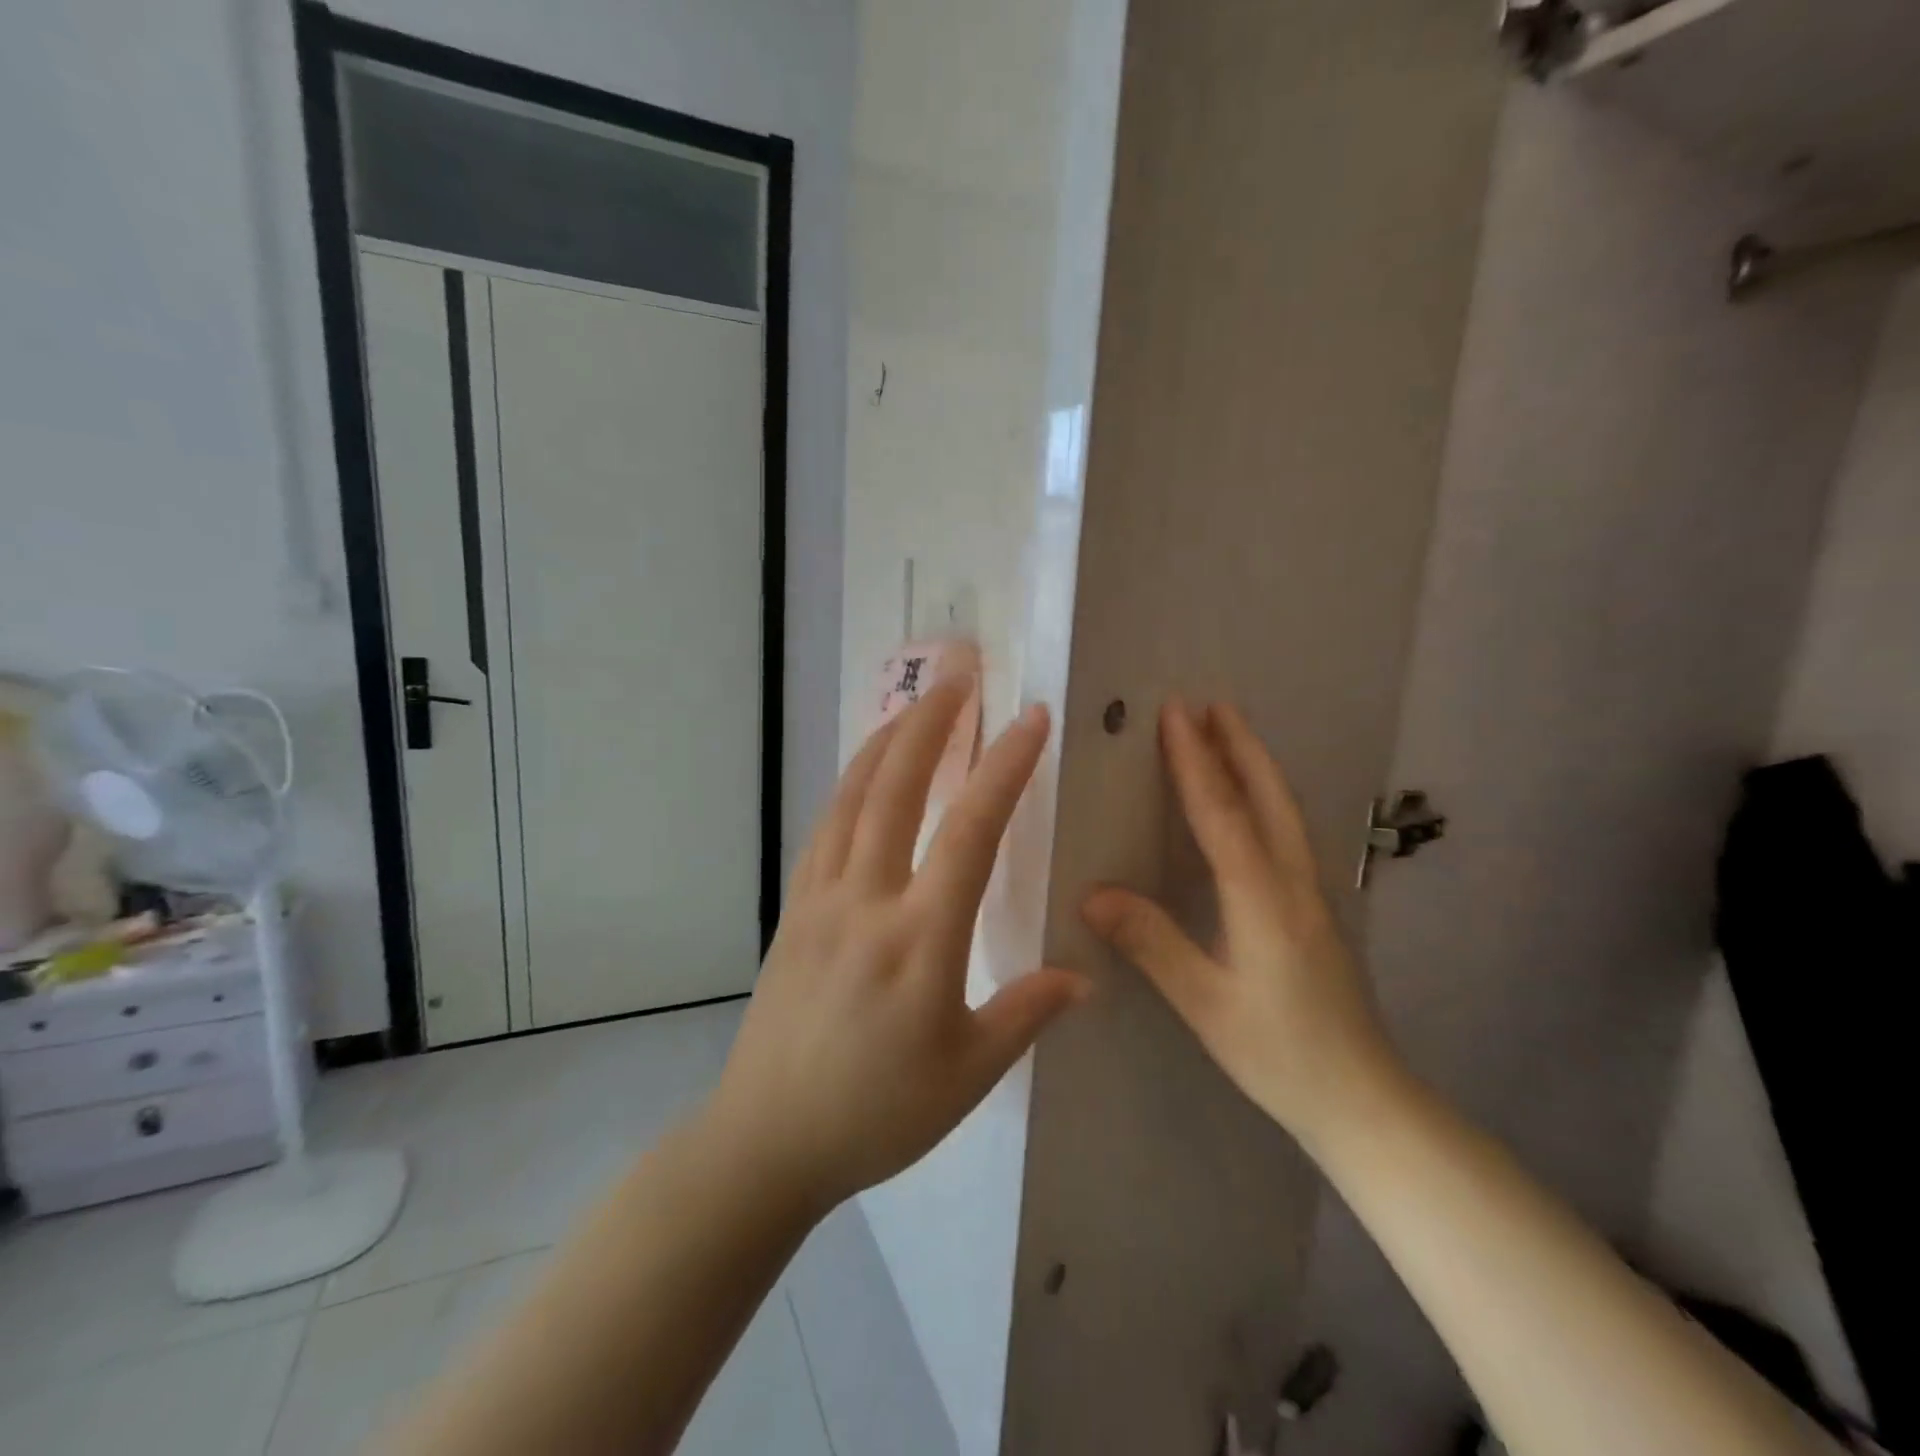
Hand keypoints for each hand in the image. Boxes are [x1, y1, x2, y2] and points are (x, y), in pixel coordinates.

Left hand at [708, 679, 1089, 1211]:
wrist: (765, 1139)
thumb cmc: (876, 1113)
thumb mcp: (968, 1074)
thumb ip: (1027, 1012)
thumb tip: (1083, 975)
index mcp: (921, 938)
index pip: (972, 830)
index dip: (1005, 766)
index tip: (1032, 717)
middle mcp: (866, 900)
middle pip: (897, 787)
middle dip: (932, 722)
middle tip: (959, 673)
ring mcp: (820, 898)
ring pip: (852, 797)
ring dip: (886, 741)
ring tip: (915, 705)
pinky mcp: (793, 909)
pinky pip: (825, 828)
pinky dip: (849, 785)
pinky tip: (866, 773)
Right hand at [1081, 701, 1399, 1145]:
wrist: (1364, 1100)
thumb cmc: (1280, 1054)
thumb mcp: (1206, 1004)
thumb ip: (1153, 943)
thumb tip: (1093, 892)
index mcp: (1263, 900)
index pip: (1223, 814)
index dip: (1196, 761)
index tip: (1175, 713)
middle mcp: (1294, 883)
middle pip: (1268, 796)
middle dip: (1238, 745)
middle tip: (1210, 702)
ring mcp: (1314, 893)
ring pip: (1286, 810)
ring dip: (1256, 764)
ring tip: (1230, 731)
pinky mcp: (1318, 908)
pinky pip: (1289, 831)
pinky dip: (1267, 796)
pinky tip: (1254, 800)